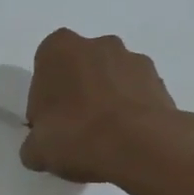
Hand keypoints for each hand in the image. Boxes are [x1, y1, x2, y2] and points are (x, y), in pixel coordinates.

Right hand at [20, 28, 193, 183]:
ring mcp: (133, 59)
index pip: (44, 71)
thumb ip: (34, 144)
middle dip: (78, 94)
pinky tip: (128, 140)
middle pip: (80, 70)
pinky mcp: (160, 81)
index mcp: (59, 48)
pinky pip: (137, 95)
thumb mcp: (37, 150)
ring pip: (111, 79)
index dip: (45, 101)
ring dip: (107, 101)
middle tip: (76, 132)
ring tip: (107, 139)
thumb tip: (39, 148)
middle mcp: (97, 44)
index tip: (50, 127)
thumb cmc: (77, 136)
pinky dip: (132, 111)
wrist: (140, 145)